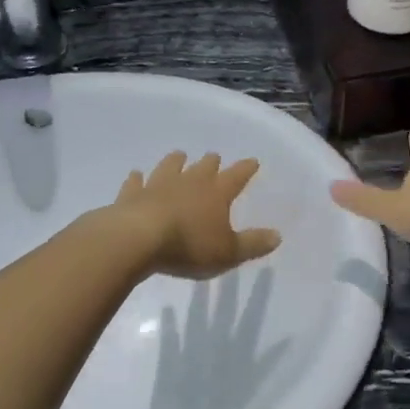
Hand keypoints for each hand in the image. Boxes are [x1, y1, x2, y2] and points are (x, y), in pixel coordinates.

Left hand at [112, 152, 281, 279]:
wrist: (137, 239)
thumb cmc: (189, 246)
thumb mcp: (228, 253)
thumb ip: (253, 244)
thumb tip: (278, 236)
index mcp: (216, 193)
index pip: (236, 176)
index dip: (246, 169)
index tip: (253, 161)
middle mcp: (189, 182)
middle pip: (204, 167)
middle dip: (211, 162)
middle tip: (214, 157)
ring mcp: (158, 185)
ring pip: (170, 166)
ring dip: (176, 161)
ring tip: (179, 155)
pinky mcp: (132, 195)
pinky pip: (136, 182)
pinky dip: (137, 178)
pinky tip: (136, 175)